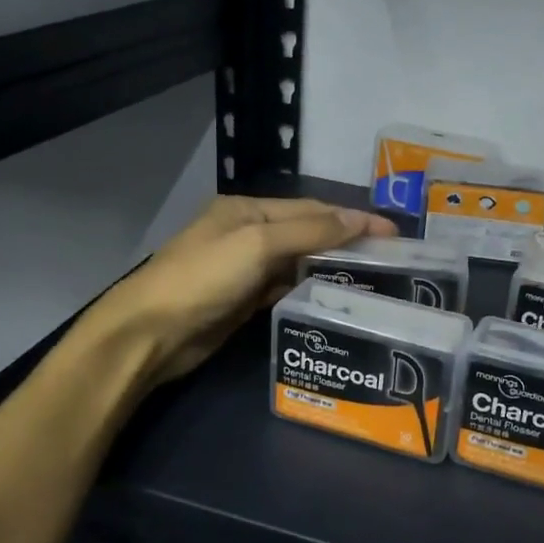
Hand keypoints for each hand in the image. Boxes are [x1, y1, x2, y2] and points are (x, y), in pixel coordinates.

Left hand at [82, 195, 396, 388]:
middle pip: (307, 233)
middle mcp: (248, 233)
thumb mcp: (258, 243)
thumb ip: (310, 230)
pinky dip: (309, 290)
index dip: (352, 217)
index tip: (393, 232)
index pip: (312, 209)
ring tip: (372, 279)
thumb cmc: (204, 277)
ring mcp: (245, 269)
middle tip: (389, 259)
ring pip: (298, 263)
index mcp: (248, 209)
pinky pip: (285, 289)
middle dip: (345, 242)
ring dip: (330, 268)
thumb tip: (359, 218)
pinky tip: (334, 298)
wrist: (151, 333)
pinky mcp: (243, 301)